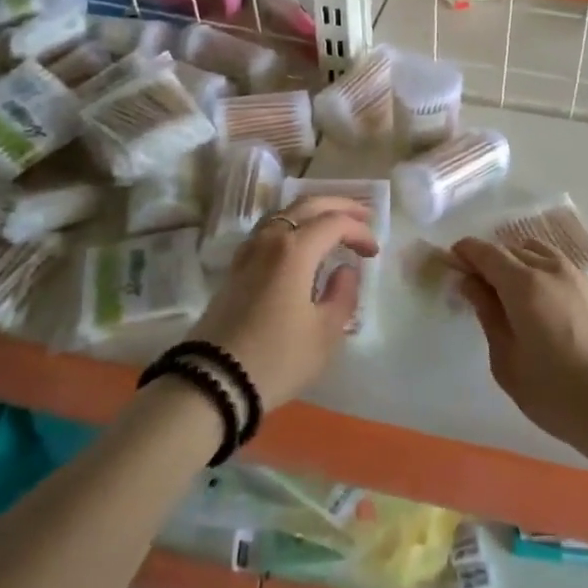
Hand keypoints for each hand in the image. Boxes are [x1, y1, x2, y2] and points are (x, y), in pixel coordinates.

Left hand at [186, 195, 378, 409]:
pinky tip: (298, 243)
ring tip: (332, 224)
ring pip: (283, 213)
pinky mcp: (235, 269)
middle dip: (339, 206)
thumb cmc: (277, 357)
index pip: (334, 223)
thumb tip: (344, 270)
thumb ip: (342, 294)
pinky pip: (268, 231)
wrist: (213, 383)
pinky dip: (290, 226)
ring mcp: (248, 252)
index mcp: (294, 250)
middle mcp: (270, 240)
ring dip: (312, 212)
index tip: (374, 252)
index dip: (359, 231)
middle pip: (307, 205)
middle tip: (363, 215)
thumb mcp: (325, 333)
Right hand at [451, 237, 587, 459]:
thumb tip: (472, 284)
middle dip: (489, 258)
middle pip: (512, 248)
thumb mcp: (507, 361)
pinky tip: (536, 297)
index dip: (466, 252)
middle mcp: (550, 269)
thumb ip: (488, 315)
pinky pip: (557, 264)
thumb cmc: (556, 392)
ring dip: (516, 260)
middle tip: (474, 283)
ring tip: (505, 289)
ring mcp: (576, 276)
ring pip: (537, 251)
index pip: (487, 253)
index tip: (451, 261)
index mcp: (524, 284)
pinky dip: (538, 268)